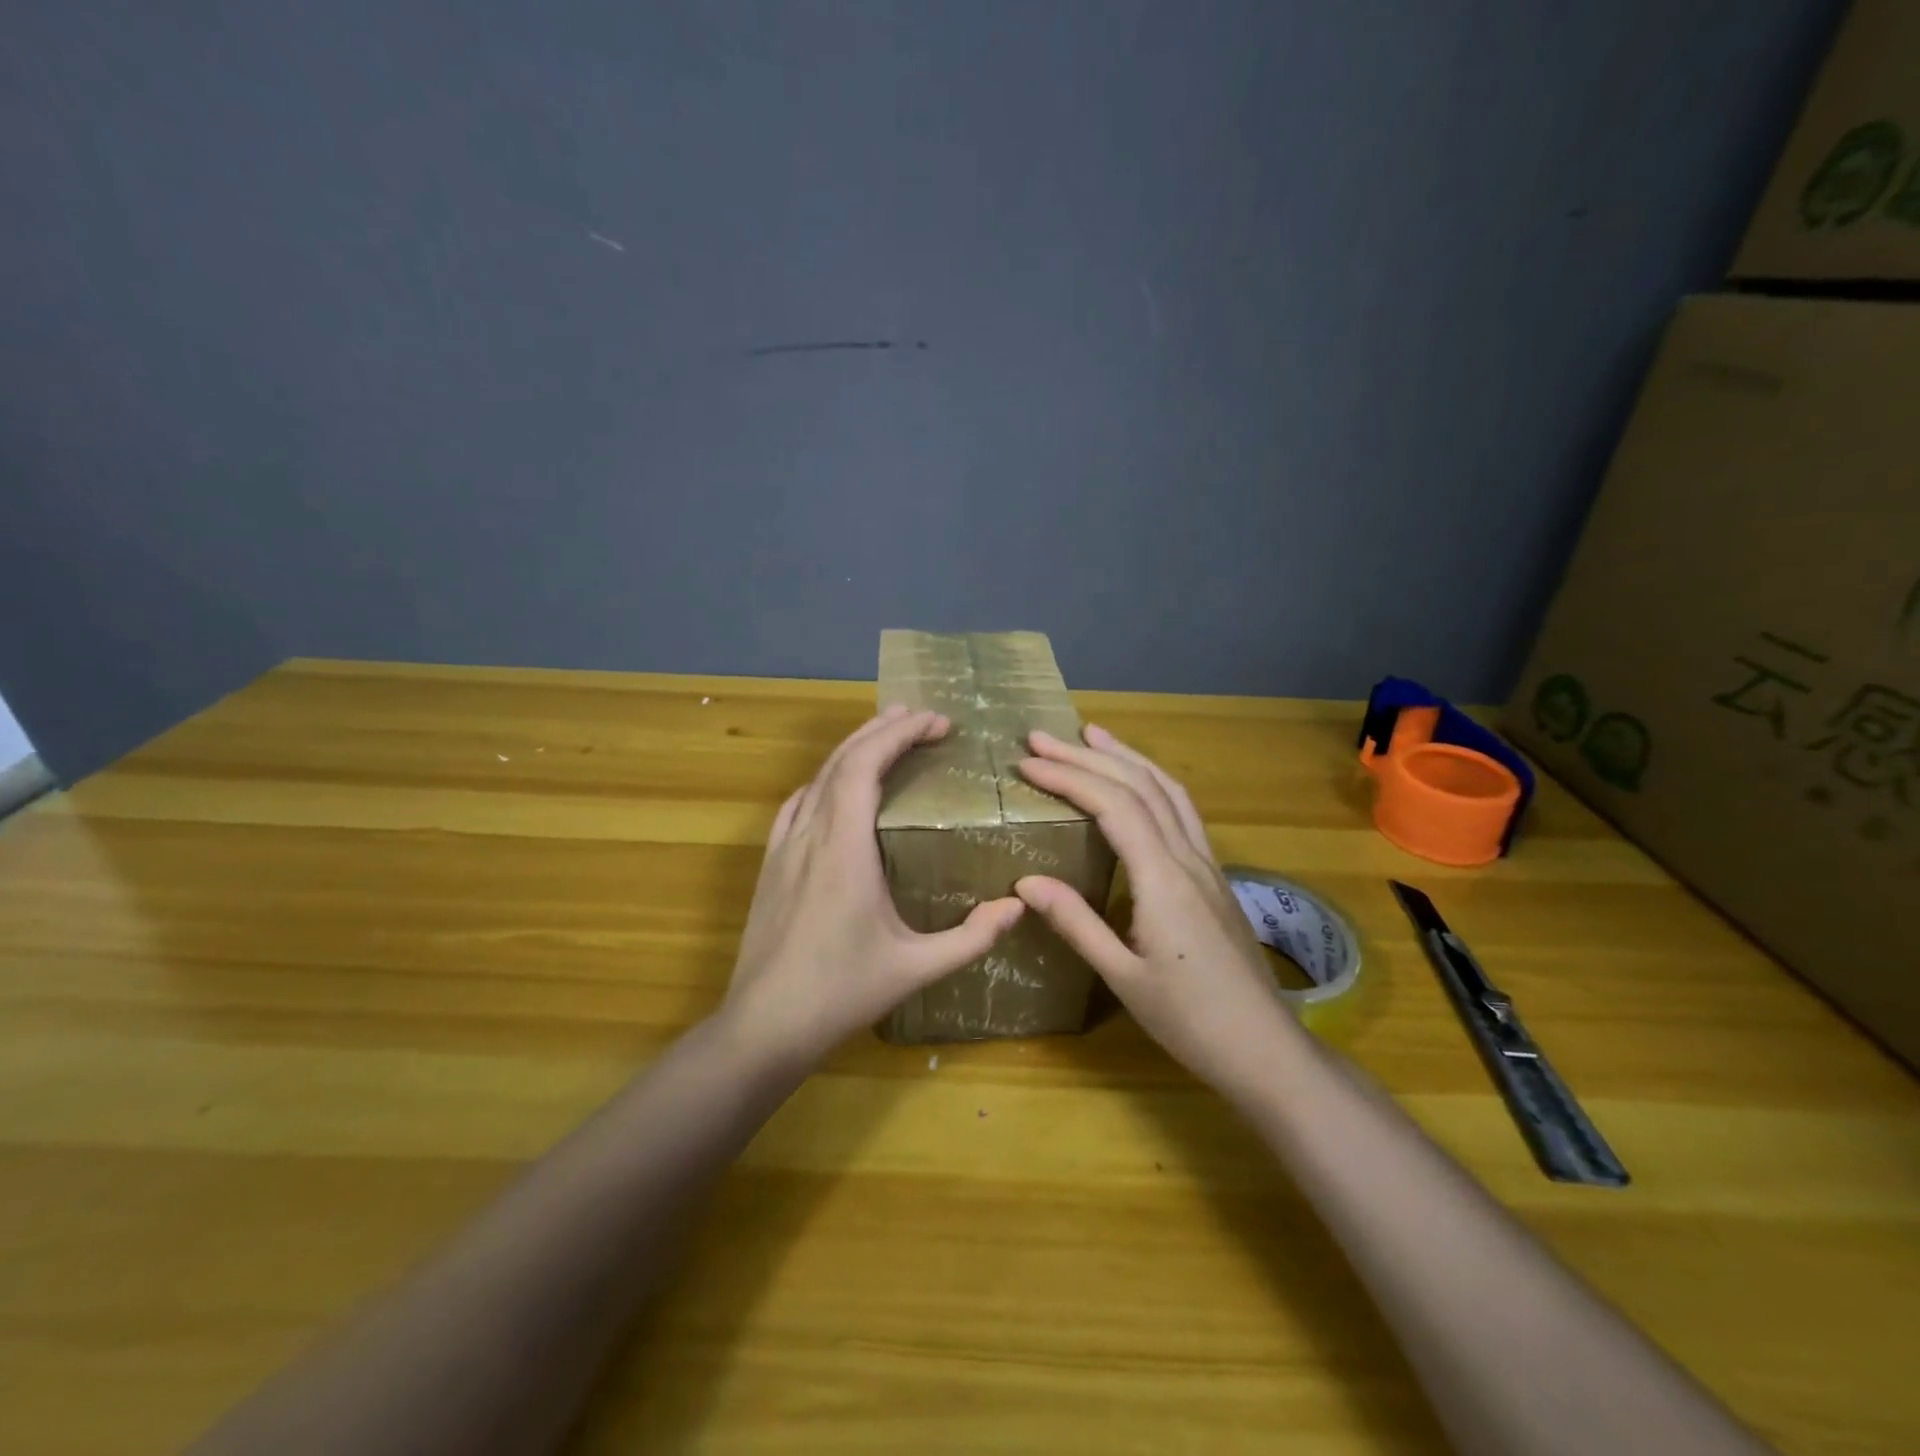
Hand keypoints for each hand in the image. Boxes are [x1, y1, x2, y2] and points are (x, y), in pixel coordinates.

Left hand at [721, 706, 1025, 1067]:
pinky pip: (797, 802)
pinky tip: (836, 785)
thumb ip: (971, 937)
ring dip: (853, 748)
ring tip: (886, 735)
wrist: (764, 1024)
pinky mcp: (770, 862)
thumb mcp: (916, 968)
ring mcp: (784, 846)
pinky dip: (825, 778)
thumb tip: (1018, 906)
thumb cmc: (841, 993)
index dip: (900, 733)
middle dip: (882, 729)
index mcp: (845, 848)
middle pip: (842, 759)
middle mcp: (811, 833)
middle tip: (921, 717)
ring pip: (817, 776)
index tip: (937, 722)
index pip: (866, 765)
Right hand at [1013, 724, 1309, 1095]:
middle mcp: (1188, 858)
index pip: (1113, 806)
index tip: (1028, 763)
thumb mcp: (1122, 977)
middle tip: (1042, 737)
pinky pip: (1182, 811)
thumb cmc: (1190, 1020)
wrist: (1266, 1049)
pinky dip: (1152, 782)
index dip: (1068, 777)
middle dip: (1087, 756)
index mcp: (1163, 879)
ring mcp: (1207, 864)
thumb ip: (1075, 922)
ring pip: (1168, 790)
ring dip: (1127, 758)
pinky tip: (1138, 784)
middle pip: (1139, 786)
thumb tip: (1025, 881)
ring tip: (1092, 736)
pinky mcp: (1214, 876)